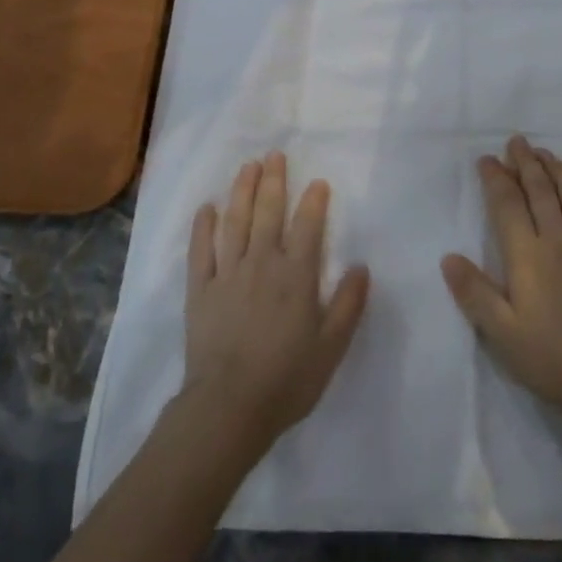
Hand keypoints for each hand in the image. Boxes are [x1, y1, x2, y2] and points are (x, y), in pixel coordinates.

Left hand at [183, 151, 369, 451]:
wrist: (229, 406)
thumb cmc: (287, 379)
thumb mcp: (332, 347)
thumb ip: (349, 304)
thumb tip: (361, 266)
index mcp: (296, 276)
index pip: (308, 228)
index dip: (314, 202)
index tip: (317, 182)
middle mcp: (262, 264)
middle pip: (268, 213)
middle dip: (274, 182)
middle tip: (274, 155)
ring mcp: (227, 274)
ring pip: (235, 222)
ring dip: (242, 192)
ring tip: (247, 167)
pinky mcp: (200, 290)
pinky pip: (200, 250)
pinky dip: (203, 226)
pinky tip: (206, 207)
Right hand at [441, 135, 561, 425]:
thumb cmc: (551, 357)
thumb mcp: (502, 333)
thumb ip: (474, 293)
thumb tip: (449, 257)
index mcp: (528, 256)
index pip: (508, 205)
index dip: (495, 179)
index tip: (486, 160)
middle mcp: (560, 242)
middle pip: (541, 191)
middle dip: (526, 163)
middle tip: (516, 141)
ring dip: (558, 171)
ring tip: (545, 154)